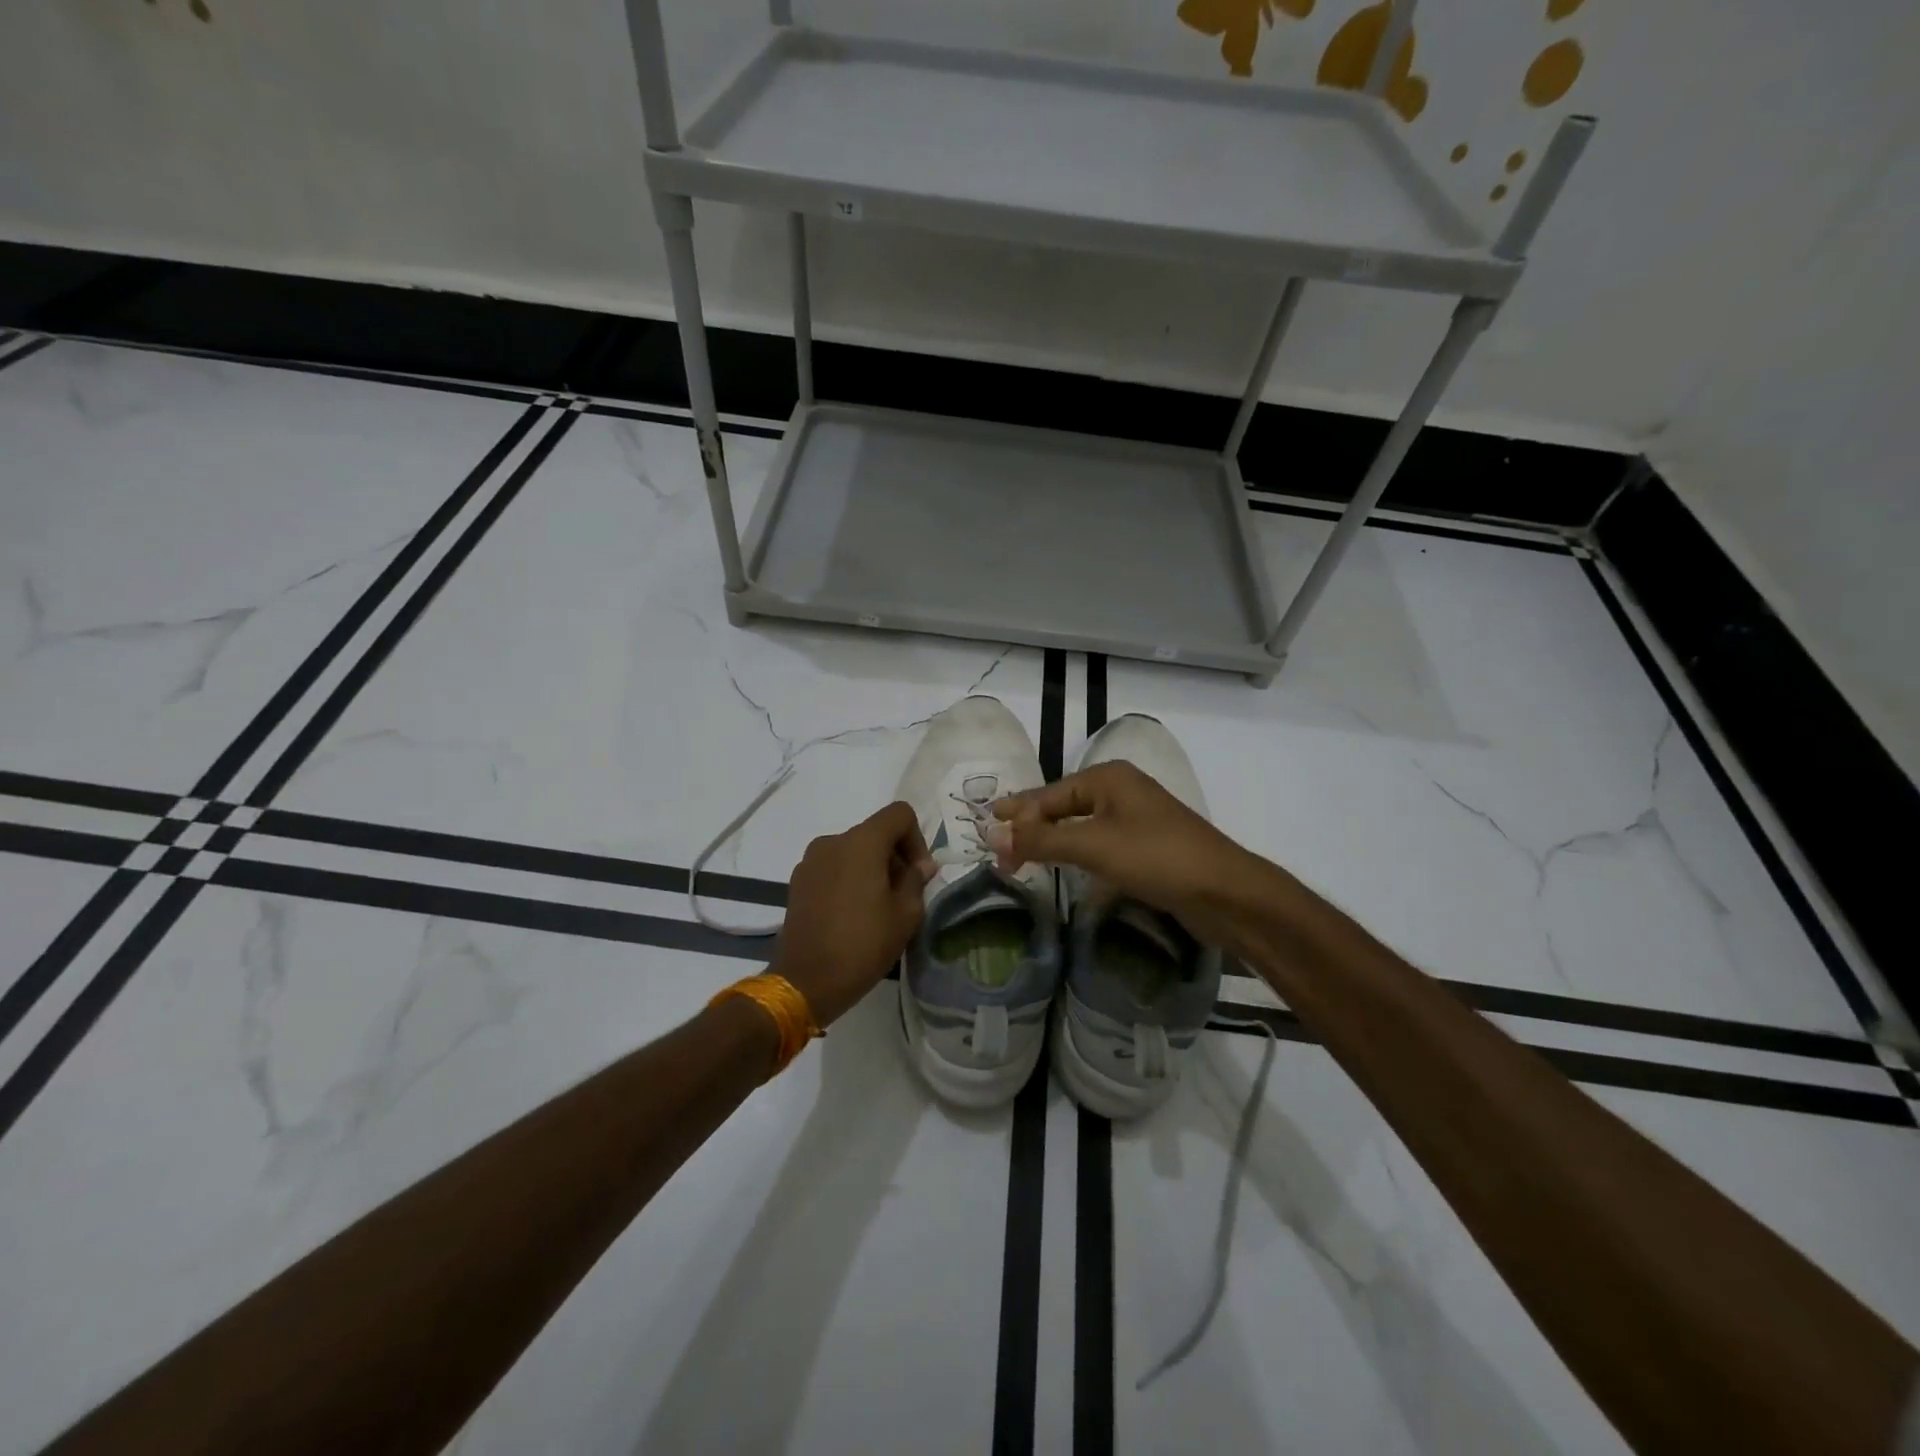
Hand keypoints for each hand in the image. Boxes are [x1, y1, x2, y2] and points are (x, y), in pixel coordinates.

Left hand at [773, 801, 935, 1027]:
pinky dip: (848, 879)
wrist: (806, 982)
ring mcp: (810, 860)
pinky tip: (852, 913)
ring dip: (871, 868)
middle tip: (904, 895)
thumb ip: (916, 881)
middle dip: (895, 857)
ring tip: (877, 907)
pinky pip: (833, 867)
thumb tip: (921, 866)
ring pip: (853, 850)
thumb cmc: (863, 945)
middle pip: (875, 832)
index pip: (899, 814)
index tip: (919, 875)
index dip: (917, 839)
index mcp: (862, 842)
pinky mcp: (797, 881)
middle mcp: (833, 841)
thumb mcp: (906, 915)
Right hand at [989, 760, 1278, 945]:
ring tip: (1021, 860)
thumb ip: (1040, 840)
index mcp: (1107, 777)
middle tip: (1000, 855)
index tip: (986, 839)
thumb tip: (990, 834)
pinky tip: (1063, 867)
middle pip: (1062, 807)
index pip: (1047, 796)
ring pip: (1080, 826)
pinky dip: (1076, 854)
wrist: (1225, 892)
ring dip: (1051, 842)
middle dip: (1031, 829)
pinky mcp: (1146, 845)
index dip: (1016, 818)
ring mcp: (1135, 818)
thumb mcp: (1093, 846)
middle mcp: (1120, 790)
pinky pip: (1098, 843)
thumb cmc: (1157, 858)